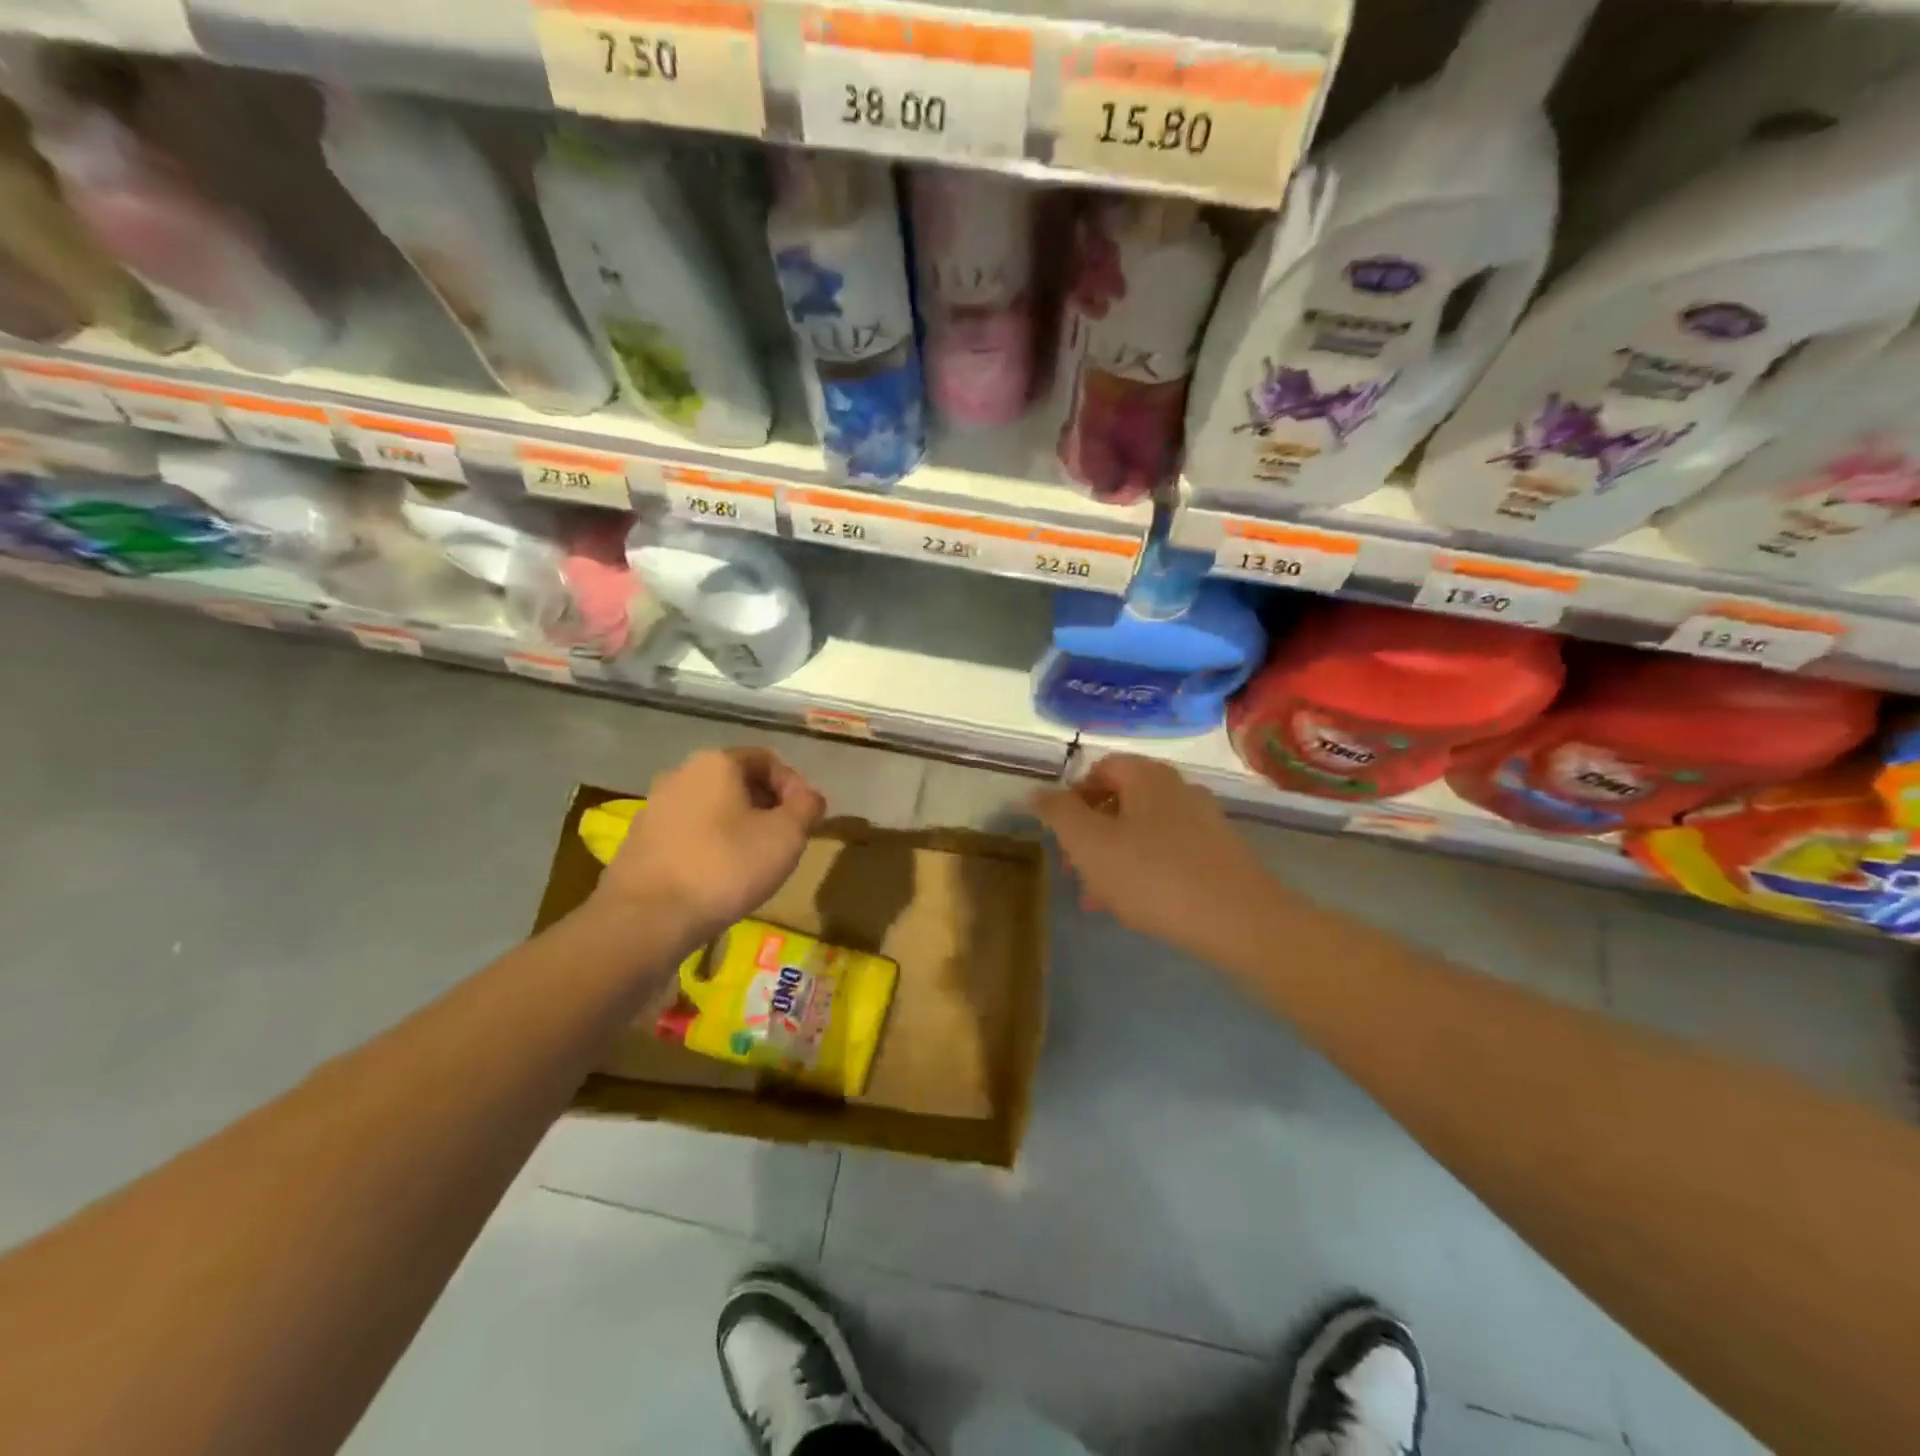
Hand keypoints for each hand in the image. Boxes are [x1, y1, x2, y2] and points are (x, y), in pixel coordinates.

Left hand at [595, 748, 824, 937]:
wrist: (646, 918)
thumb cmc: (725, 867)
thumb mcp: (786, 836)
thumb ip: (807, 807)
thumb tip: (809, 797)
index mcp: (717, 762)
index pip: (767, 760)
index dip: (794, 787)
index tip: (805, 821)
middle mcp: (681, 773)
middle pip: (737, 782)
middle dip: (766, 807)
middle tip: (784, 841)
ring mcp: (654, 807)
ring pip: (711, 808)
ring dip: (738, 827)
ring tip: (753, 862)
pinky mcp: (639, 841)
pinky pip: (688, 833)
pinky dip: (710, 846)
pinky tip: (718, 878)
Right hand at [1030, 754, 1274, 957]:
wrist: (1240, 921)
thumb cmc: (1153, 875)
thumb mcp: (1090, 844)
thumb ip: (1058, 813)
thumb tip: (1036, 791)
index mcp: (1147, 776)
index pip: (1100, 768)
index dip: (1072, 798)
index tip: (1061, 836)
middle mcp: (1179, 789)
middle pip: (1121, 801)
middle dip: (1091, 835)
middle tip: (1075, 872)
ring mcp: (1204, 822)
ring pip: (1143, 832)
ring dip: (1114, 858)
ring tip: (1099, 899)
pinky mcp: (1220, 855)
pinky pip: (1169, 854)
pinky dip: (1145, 871)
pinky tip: (1137, 906)